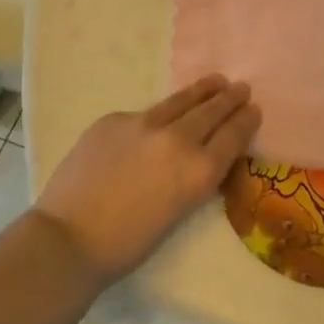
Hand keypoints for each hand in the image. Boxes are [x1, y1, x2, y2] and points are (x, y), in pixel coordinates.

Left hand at [34, 76, 259, 283]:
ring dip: (202, 90)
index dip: (246, 119)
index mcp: (199, 171)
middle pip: (212, 111)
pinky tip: (158, 118)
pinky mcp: (114, 119)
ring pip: (180, 100)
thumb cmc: (129, 242)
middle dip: (230, 98)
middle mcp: (178, 139)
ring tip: (215, 81)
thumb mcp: (180, 210)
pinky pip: (143, 113)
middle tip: (241, 88)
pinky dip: (157, 114)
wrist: (69, 238)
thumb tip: (201, 154)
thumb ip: (195, 176)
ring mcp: (143, 124)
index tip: (254, 108)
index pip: (233, 135)